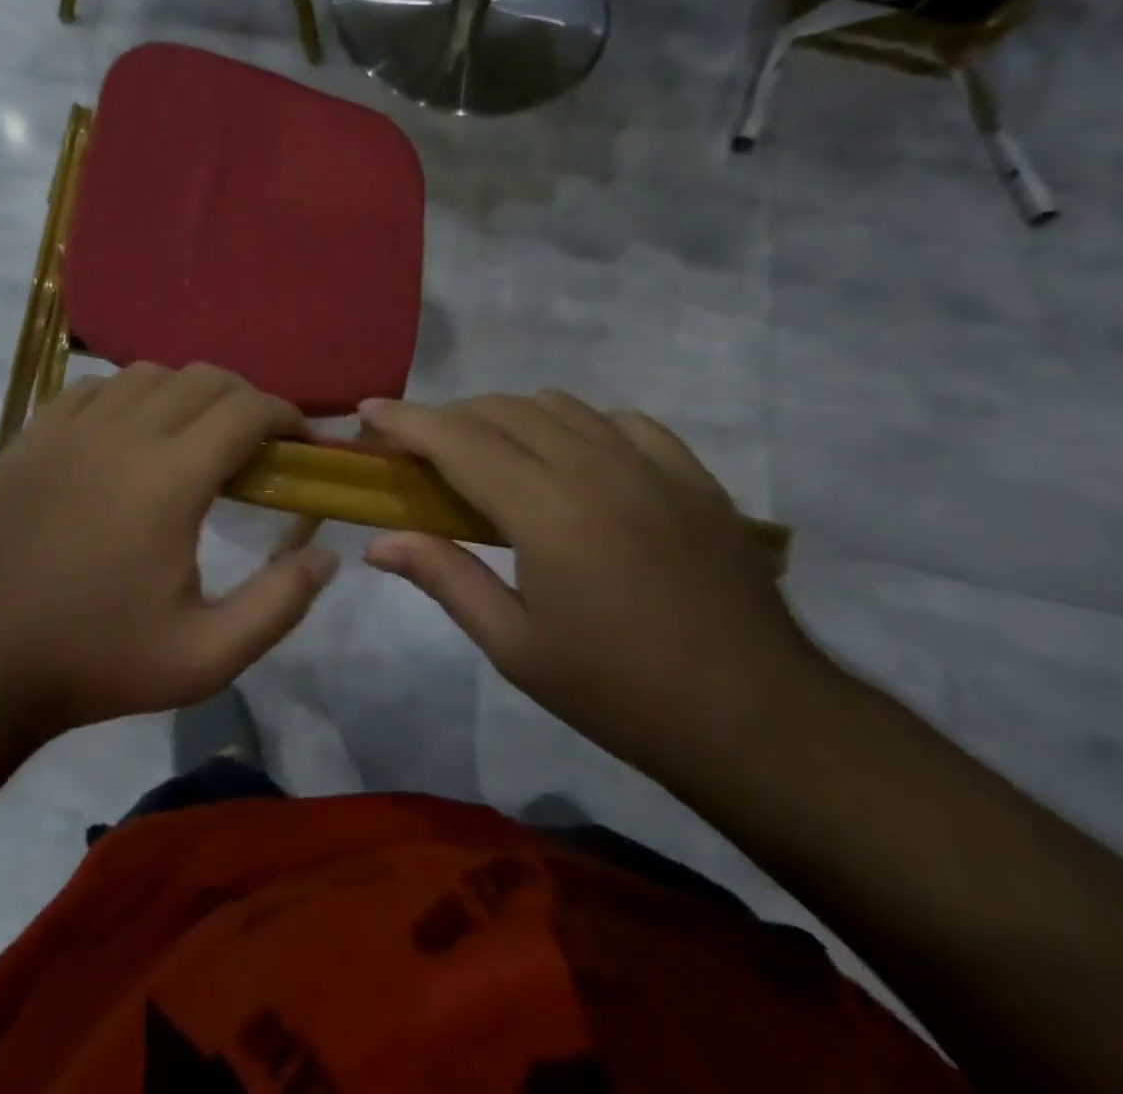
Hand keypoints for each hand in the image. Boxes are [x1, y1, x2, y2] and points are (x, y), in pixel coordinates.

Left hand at [0, 363, 338, 736]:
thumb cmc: (99, 660)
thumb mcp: (207, 657)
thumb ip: (279, 603)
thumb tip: (326, 555)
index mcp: (169, 478)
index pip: (246, 410)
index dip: (286, 416)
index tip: (301, 443)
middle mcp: (122, 434)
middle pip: (203, 378)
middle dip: (245, 399)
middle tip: (257, 444)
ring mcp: (69, 429)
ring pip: (148, 374)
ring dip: (187, 394)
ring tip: (195, 437)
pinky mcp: (32, 436)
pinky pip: (93, 388)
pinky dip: (128, 396)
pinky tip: (129, 435)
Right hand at [361, 392, 828, 775]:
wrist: (756, 718)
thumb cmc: (619, 691)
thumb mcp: (515, 646)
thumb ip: (444, 578)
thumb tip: (378, 543)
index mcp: (545, 510)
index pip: (456, 440)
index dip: (404, 419)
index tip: (367, 410)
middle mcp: (594, 465)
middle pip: (501, 410)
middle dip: (448, 418)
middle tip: (419, 450)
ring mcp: (650, 463)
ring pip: (557, 405)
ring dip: (507, 417)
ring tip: (488, 454)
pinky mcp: (690, 473)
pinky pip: (618, 420)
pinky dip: (576, 424)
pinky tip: (571, 458)